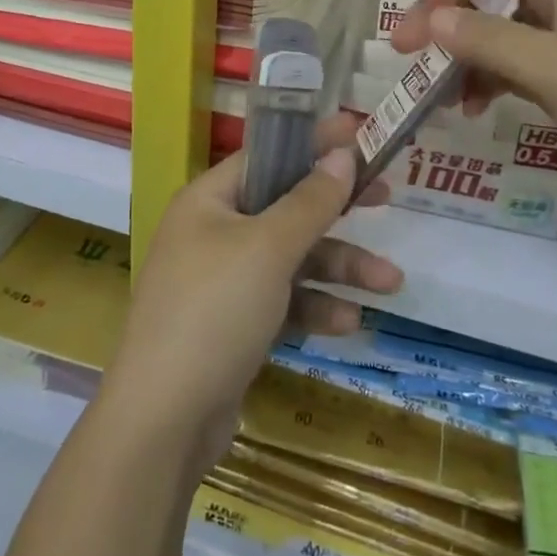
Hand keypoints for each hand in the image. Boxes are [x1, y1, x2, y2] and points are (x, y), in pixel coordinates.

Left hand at [96, 114, 402, 470]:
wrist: (164, 421)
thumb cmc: (214, 311)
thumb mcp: (269, 249)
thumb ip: (309, 201)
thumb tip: (342, 153)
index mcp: (208, 201)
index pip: (266, 156)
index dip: (312, 143)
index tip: (359, 135)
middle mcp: (212, 233)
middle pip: (284, 208)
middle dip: (336, 211)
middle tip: (386, 198)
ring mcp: (221, 282)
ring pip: (291, 260)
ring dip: (338, 268)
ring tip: (392, 282)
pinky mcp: (233, 326)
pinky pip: (282, 302)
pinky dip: (313, 307)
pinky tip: (348, 323)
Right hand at [392, 0, 556, 227]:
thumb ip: (488, 41)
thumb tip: (429, 19)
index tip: (427, 16)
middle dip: (449, 17)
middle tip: (410, 54)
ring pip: (508, 35)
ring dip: (468, 55)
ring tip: (441, 94)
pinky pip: (528, 72)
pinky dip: (497, 84)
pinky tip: (479, 111)